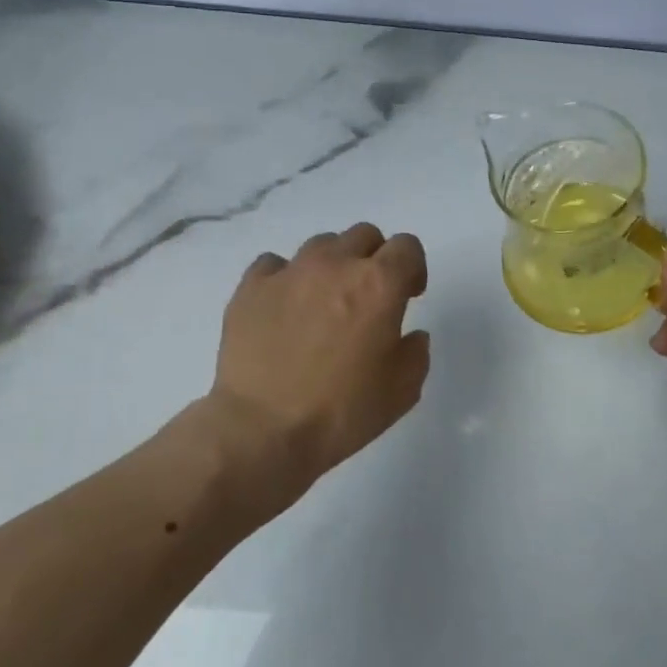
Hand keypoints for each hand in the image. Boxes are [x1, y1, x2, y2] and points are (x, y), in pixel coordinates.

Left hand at [200, 222, 430, 509]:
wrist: (262, 431)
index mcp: (379, 284)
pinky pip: (275, 264)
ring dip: (332, 265)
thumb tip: (409, 336)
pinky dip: (286, 279)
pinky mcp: (251, 287)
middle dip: (374, 259)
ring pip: (321, 244)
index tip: (407, 296)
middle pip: (364, 235)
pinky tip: (284, 309)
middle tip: (367, 298)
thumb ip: (415, 352)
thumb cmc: (342, 412)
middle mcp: (336, 265)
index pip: (407, 246)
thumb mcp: (402, 391)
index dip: (412, 268)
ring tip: (323, 303)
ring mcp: (290, 272)